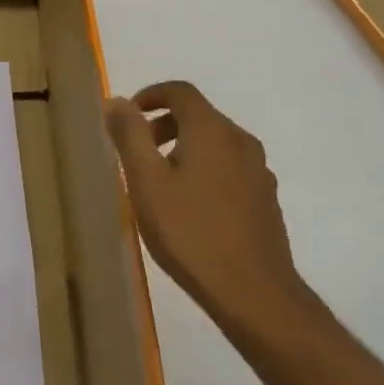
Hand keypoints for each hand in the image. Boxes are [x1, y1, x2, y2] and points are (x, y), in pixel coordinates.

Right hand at [105, 81, 312, 347]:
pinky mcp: (266, 200)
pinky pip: (229, 169)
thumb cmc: (190, 232)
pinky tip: (190, 209)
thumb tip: (117, 101)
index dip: (151, 94)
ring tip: (160, 184)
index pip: (181, 92)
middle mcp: (240, 142)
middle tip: (137, 153)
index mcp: (211, 131)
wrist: (253, 292)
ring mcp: (259, 172)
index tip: (127, 115)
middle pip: (200, 117)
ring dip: (184, 149)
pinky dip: (205, 171)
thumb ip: (130, 136)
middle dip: (163, 125)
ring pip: (216, 144)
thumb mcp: (146, 182)